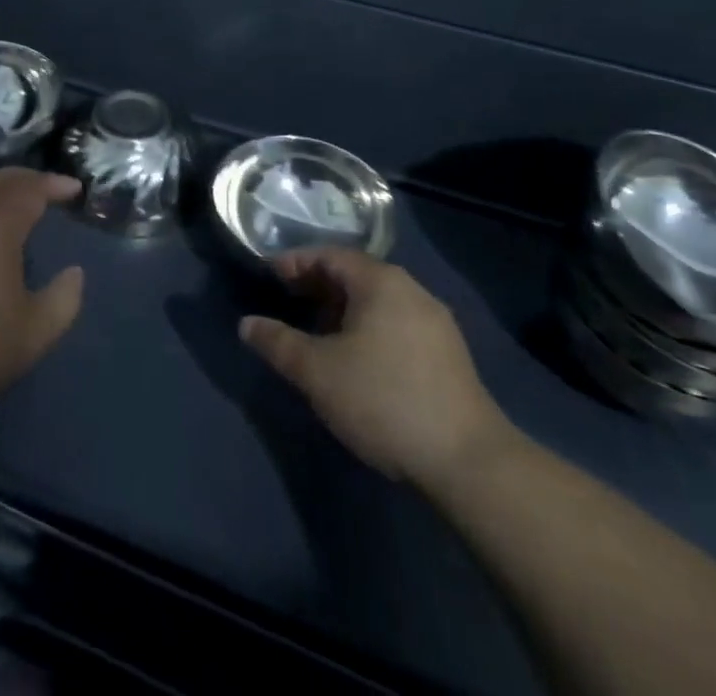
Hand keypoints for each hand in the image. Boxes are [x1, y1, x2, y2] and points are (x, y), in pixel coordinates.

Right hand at [240, 248, 511, 483]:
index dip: (296, 262)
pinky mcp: (449, 354)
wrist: (468, 461)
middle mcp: (412, 290)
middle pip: (356, 274)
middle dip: (319, 285)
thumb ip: (279, 343)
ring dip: (343, 309)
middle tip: (288, 302)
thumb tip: (247, 325)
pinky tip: (357, 359)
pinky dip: (368, 328)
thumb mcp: (318, 372)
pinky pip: (397, 323)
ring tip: (318, 333)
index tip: (269, 277)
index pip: (330, 255)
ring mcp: (435, 322)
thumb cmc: (383, 400)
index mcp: (381, 281)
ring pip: (378, 301)